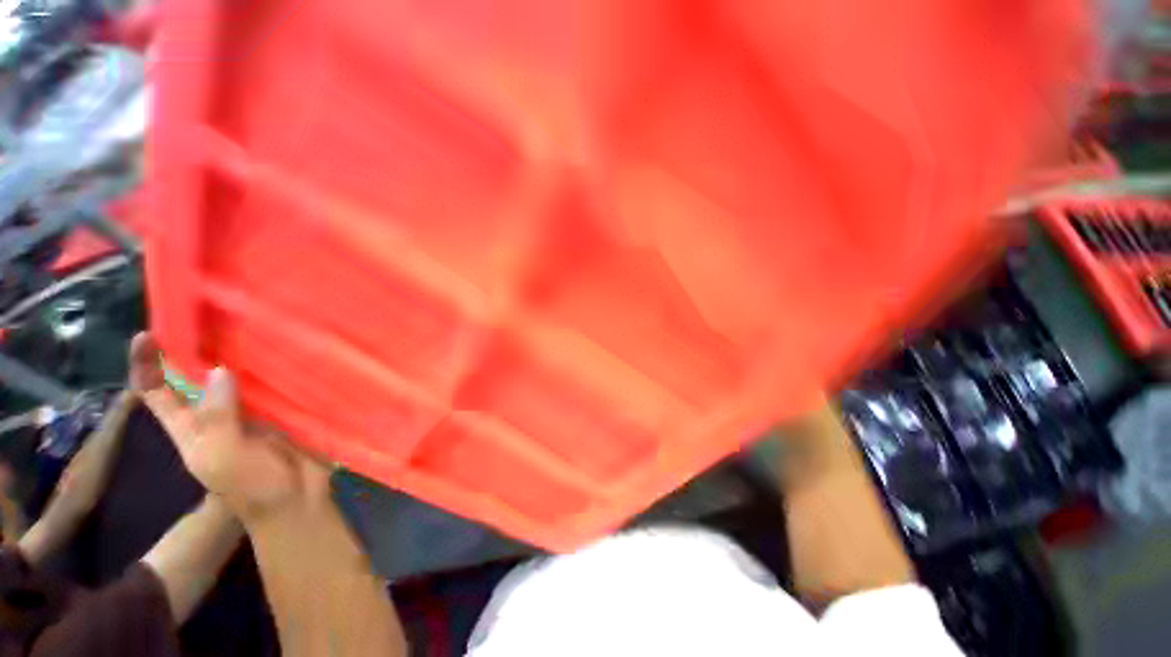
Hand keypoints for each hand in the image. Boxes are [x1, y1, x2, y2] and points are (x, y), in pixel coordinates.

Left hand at [129, 333, 330, 524]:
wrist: (298, 499)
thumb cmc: (251, 486)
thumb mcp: (221, 457)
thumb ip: (217, 418)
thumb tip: (221, 369)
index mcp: (190, 426)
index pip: (155, 392)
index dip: (147, 365)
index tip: (149, 335)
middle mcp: (217, 411)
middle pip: (199, 375)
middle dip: (199, 347)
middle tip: (210, 315)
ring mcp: (252, 409)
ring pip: (240, 375)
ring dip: (243, 353)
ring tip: (250, 324)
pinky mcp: (284, 408)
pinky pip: (277, 381)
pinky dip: (279, 366)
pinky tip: (287, 349)